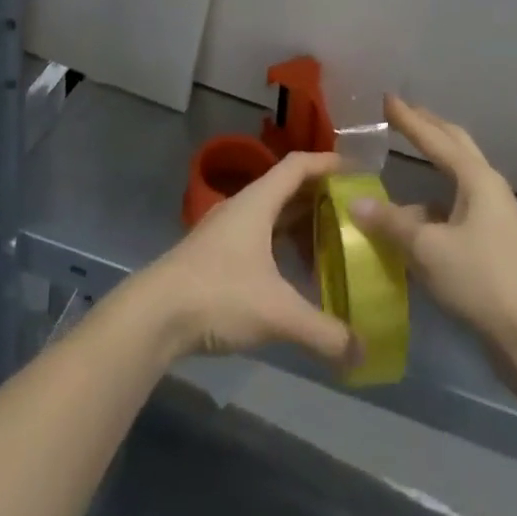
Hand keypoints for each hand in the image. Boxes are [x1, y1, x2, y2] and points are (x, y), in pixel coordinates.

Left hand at [128, 151, 356, 367]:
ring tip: (329, 245)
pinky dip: (281, 245)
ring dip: (299, 224)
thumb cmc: (218, 294)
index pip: (297, 165)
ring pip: (271, 215)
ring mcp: (226, 230)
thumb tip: (362, 352)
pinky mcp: (215, 254)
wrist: (154, 314)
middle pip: (286, 188)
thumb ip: (322, 332)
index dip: (327, 163)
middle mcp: (243, 206)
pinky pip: (259, 236)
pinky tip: (293, 274)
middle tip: (352, 213)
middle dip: (319, 197)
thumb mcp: (276, 313)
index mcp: (258, 201)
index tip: (355, 170)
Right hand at [351, 96, 516, 353]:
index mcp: (476, 178)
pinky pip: (458, 205)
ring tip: (407, 156)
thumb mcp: (429, 250)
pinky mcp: (494, 243)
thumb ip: (391, 223)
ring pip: (458, 176)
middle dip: (429, 127)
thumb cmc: (483, 281)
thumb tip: (355, 203)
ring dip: (434, 161)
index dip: (408, 118)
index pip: (435, 137)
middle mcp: (488, 187)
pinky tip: (416, 214)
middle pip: (455, 145)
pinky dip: (435, 201)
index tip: (387, 98)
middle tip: (401, 113)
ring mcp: (495, 215)